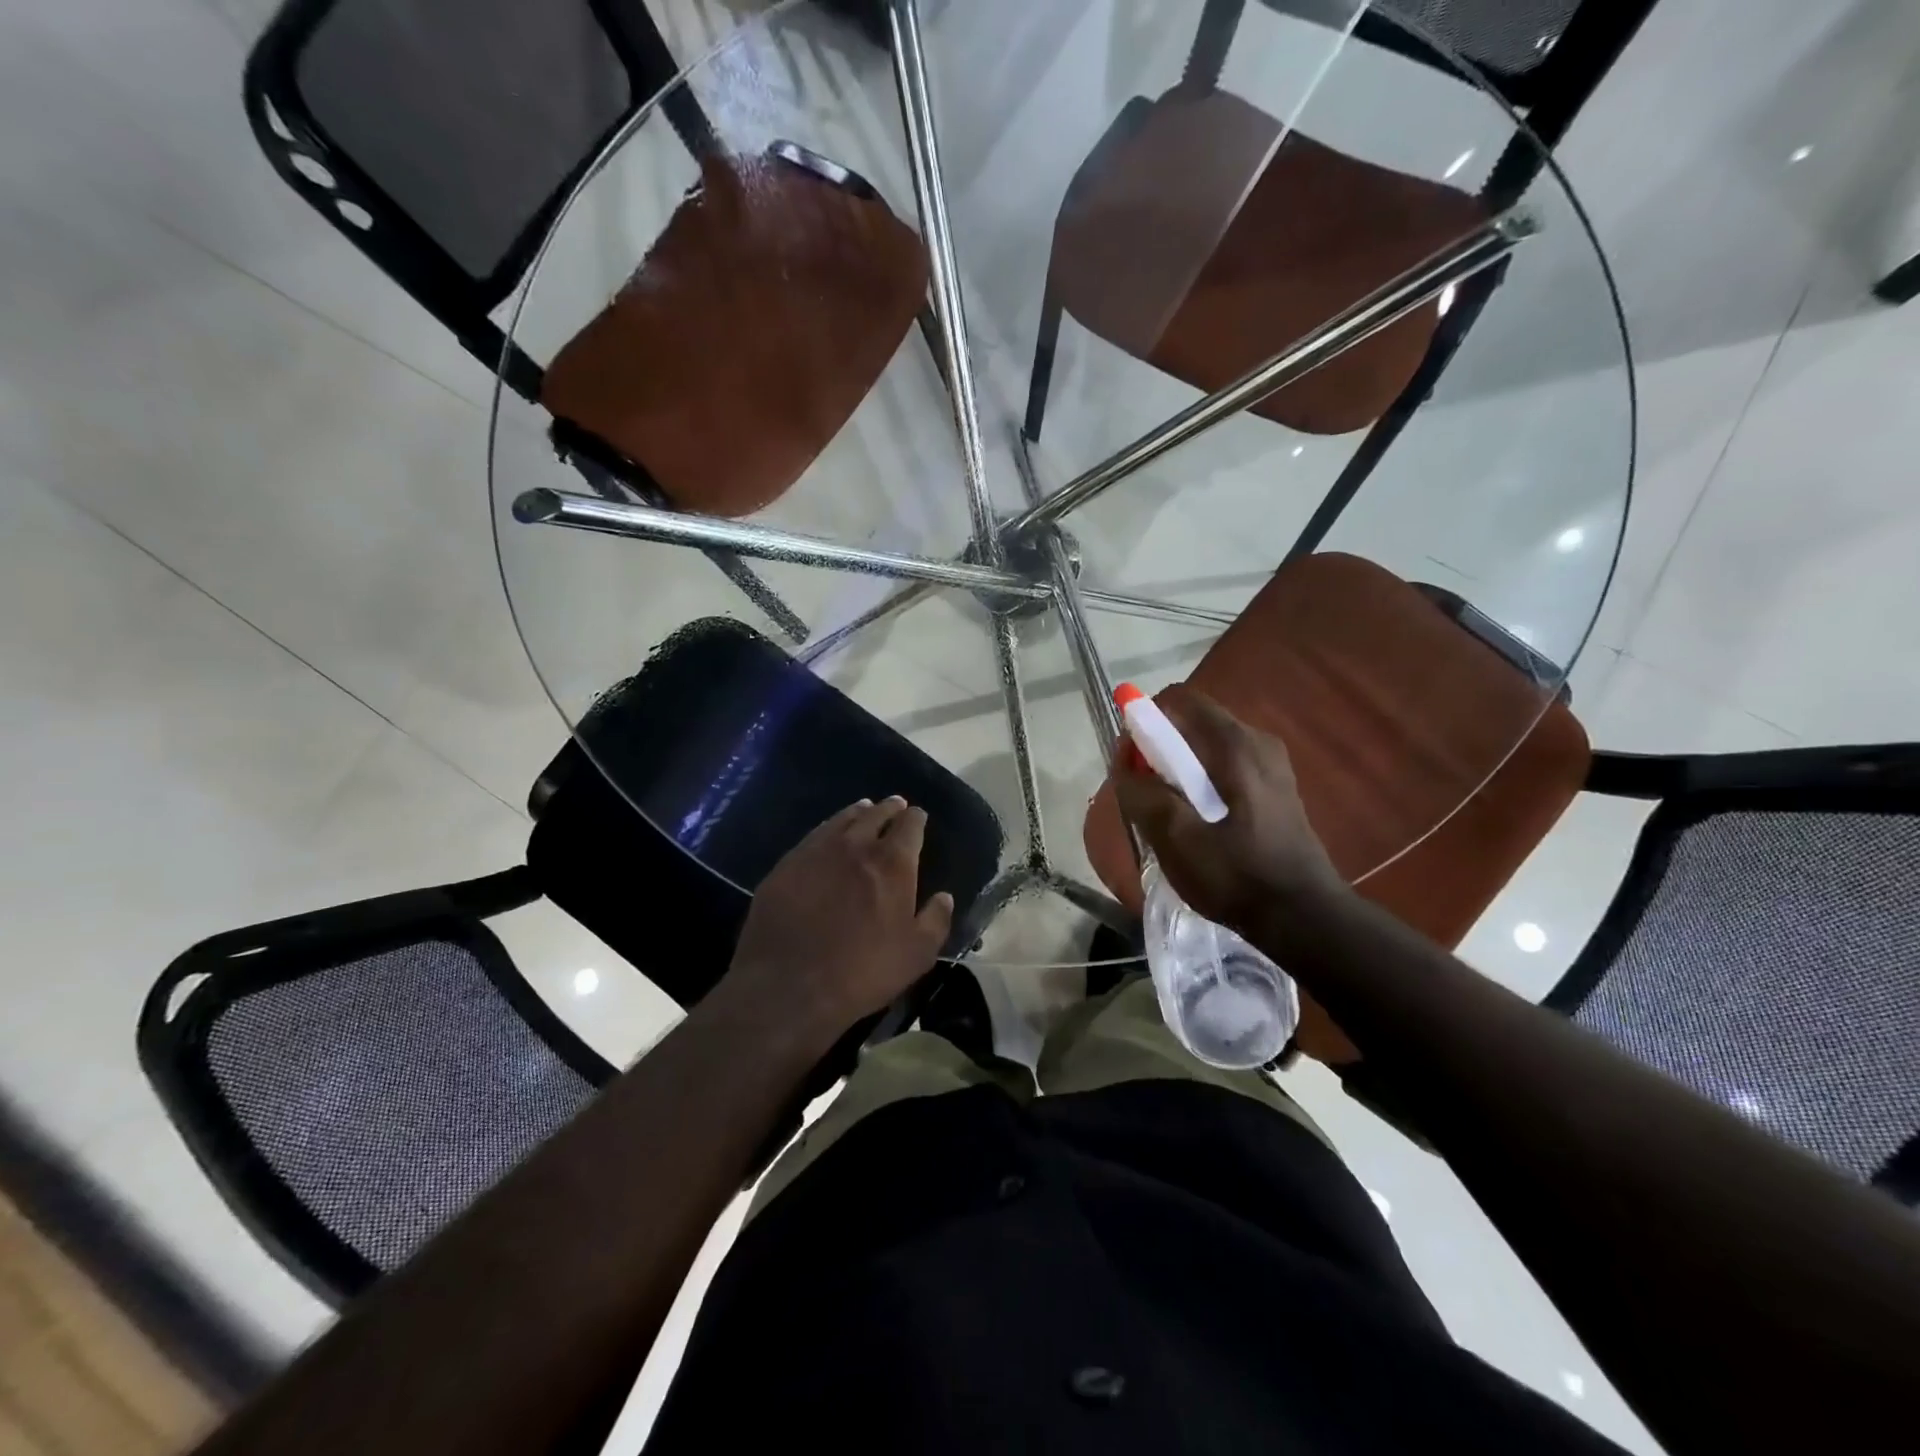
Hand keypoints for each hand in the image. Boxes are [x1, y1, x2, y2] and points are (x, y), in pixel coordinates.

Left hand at [722, 798, 953, 1044]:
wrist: (789, 985)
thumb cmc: (862, 972)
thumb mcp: (916, 955)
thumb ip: (936, 920)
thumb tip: (944, 896)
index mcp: (893, 863)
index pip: (910, 826)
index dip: (916, 819)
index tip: (919, 816)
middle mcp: (857, 846)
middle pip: (876, 814)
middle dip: (889, 808)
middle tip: (895, 805)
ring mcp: (818, 851)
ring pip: (844, 819)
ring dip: (859, 811)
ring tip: (865, 808)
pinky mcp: (788, 864)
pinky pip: (815, 834)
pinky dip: (829, 826)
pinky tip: (829, 832)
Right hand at [1113, 685, 1347, 936]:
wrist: (1303, 919)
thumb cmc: (1238, 876)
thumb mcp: (1176, 838)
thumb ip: (1142, 795)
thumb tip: (1124, 766)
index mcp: (1236, 744)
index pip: (1179, 700)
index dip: (1145, 722)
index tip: (1131, 761)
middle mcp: (1257, 742)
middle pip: (1192, 724)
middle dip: (1158, 751)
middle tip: (1144, 794)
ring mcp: (1271, 765)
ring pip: (1206, 749)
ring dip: (1178, 771)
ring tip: (1167, 815)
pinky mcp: (1275, 789)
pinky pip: (1224, 769)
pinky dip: (1200, 784)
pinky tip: (1197, 824)